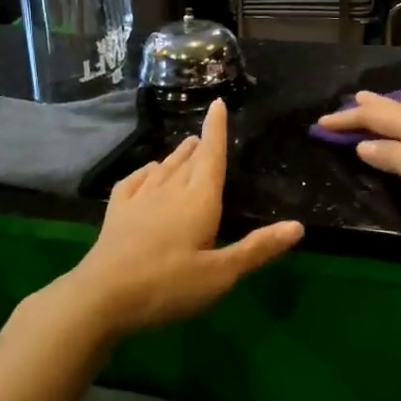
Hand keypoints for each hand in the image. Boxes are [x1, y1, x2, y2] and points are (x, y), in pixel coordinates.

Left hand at [61, 98, 303, 337]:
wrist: (101, 297)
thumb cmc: (167, 286)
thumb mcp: (220, 275)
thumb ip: (257, 249)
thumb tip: (298, 226)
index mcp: (199, 199)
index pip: (211, 155)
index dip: (216, 129)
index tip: (217, 103)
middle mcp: (170, 190)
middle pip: (188, 159)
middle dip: (199, 145)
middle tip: (204, 135)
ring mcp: (140, 199)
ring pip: (163, 167)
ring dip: (176, 155)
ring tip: (185, 147)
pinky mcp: (117, 213)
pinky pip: (134, 180)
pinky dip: (145, 171)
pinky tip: (147, 172)